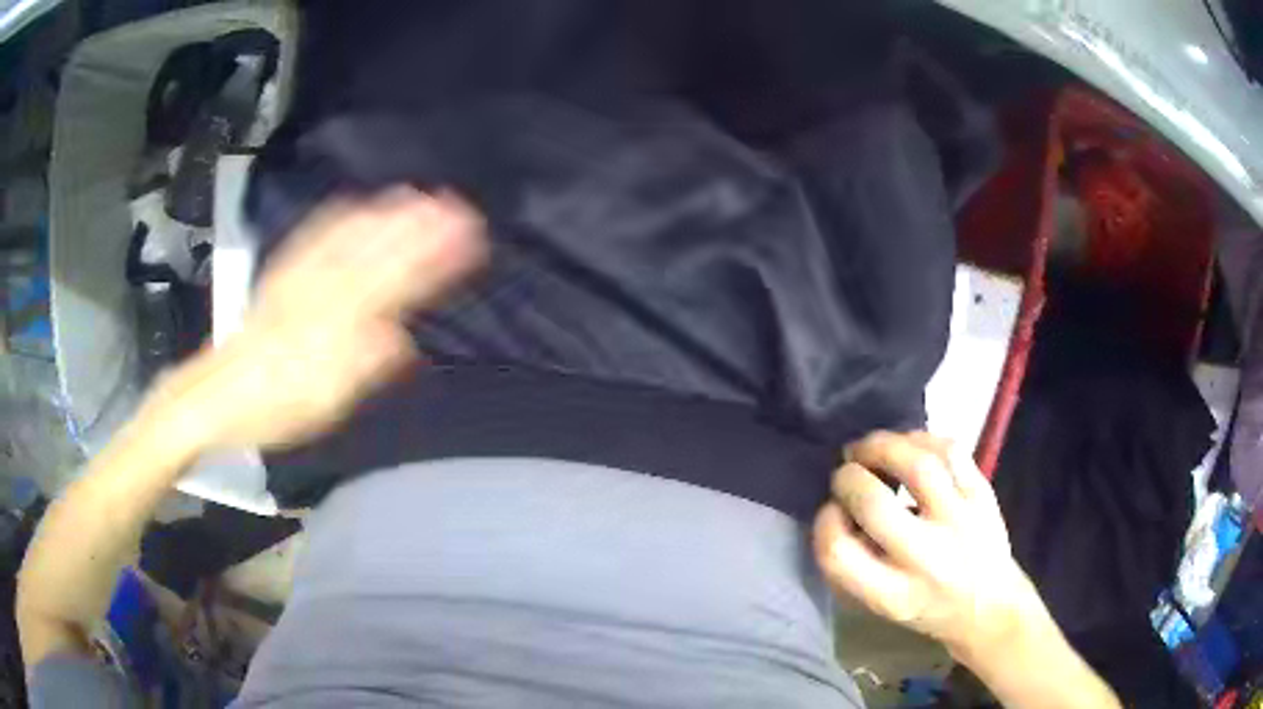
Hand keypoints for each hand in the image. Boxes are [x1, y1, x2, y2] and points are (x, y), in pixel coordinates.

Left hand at [144, 187, 486, 450]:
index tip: (465, 240)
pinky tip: (357, 204)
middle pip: (375, 252)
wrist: (218, 394)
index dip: (429, 261)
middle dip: (417, 227)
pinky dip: (342, 216)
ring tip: (418, 195)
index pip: (392, 285)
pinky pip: (315, 236)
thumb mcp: (321, 403)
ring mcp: (298, 277)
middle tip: (455, 208)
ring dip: (386, 214)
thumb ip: (361, 367)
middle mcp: (318, 292)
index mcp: (333, 327)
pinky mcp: (282, 273)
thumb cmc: (274, 407)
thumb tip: (400, 339)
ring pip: (348, 237)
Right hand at [812, 431, 1046, 658]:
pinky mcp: (983, 495)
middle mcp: (927, 558)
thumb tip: (839, 507)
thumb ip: (856, 564)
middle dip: (848, 478)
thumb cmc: (926, 608)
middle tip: (845, 472)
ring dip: (882, 446)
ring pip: (917, 464)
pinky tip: (909, 445)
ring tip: (869, 447)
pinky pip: (951, 450)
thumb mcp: (882, 606)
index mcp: (893, 596)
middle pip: (873, 503)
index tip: (830, 511)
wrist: (989, 606)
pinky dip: (922, 439)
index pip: (839, 552)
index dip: (824, 522)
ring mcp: (960, 521)